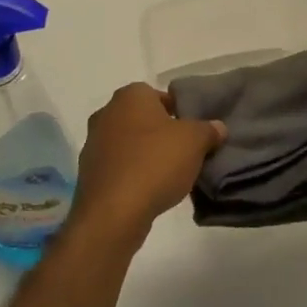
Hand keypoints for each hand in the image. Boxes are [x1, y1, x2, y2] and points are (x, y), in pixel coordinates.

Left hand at [70, 84, 225, 246]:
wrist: (113, 212)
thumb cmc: (155, 163)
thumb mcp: (194, 142)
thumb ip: (208, 130)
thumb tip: (218, 127)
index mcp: (130, 95)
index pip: (160, 96)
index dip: (180, 113)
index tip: (193, 134)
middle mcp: (107, 112)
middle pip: (143, 119)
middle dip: (161, 134)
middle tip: (183, 154)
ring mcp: (93, 142)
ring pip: (129, 143)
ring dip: (145, 155)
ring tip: (167, 176)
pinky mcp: (88, 172)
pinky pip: (118, 166)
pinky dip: (131, 174)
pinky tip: (147, 191)